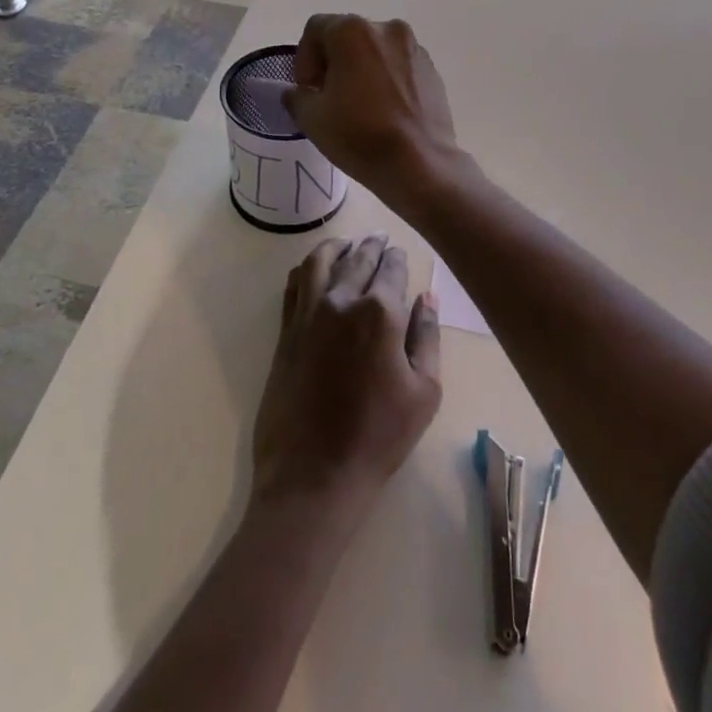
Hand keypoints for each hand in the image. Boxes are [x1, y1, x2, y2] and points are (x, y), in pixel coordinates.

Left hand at [252, 236, 441, 519]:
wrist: (314, 473)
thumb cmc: (379, 437)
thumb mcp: (424, 391)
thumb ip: (427, 336)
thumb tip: (426, 296)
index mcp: (380, 312)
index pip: (391, 270)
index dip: (398, 258)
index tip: (400, 252)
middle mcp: (341, 300)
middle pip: (357, 259)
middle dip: (371, 245)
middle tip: (379, 237)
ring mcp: (307, 313)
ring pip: (320, 262)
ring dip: (336, 247)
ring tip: (347, 243)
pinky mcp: (285, 331)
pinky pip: (293, 285)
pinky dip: (305, 268)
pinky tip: (312, 269)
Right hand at [283, 15, 461, 207]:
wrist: (420, 164)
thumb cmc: (360, 135)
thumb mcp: (311, 118)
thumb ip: (296, 95)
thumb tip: (300, 92)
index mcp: (353, 31)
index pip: (316, 29)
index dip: (304, 58)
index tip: (308, 90)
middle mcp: (387, 29)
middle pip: (347, 36)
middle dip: (332, 62)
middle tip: (328, 96)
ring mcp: (414, 48)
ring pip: (375, 51)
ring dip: (361, 69)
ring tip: (358, 105)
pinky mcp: (432, 70)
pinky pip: (398, 66)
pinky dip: (386, 79)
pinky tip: (384, 110)